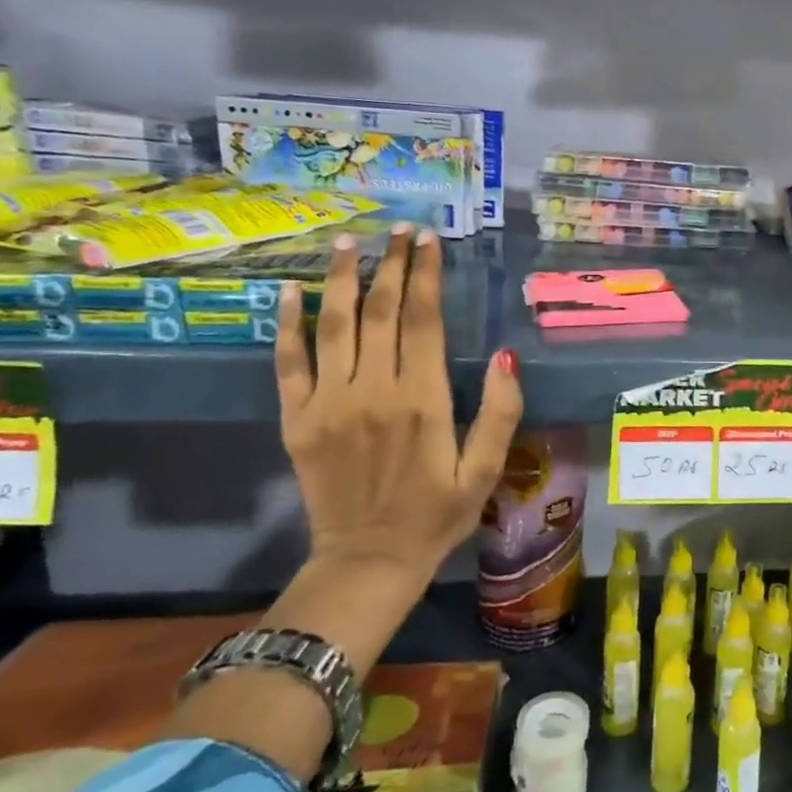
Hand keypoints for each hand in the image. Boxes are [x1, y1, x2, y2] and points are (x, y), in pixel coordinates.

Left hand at [275, 224, 523, 582]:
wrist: (367, 562)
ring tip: (349, 242)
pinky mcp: (297, 420)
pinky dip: (286, 325)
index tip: (428, 240)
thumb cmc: (437, 516)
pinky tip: (288, 292)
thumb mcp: (485, 471)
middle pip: (380, 312)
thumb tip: (505, 357)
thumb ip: (500, 414)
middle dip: (390, 264)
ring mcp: (328, 404)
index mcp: (422, 401)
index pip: (422, 321)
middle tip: (399, 229)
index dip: (424, 275)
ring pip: (334, 326)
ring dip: (342, 279)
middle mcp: (372, 392)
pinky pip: (288, 363)